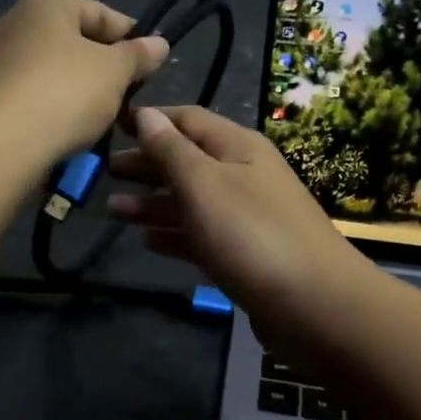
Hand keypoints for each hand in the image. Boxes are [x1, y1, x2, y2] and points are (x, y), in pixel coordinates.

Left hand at [0, 0, 168, 164]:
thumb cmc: (62, 94)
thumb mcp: (114, 72)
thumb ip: (138, 55)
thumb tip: (158, 42)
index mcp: (45, 5)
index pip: (101, 13)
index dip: (132, 38)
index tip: (152, 67)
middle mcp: (12, 24)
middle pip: (72, 43)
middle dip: (103, 70)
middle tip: (128, 99)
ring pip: (50, 74)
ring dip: (77, 94)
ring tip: (100, 123)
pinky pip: (27, 99)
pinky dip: (49, 111)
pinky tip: (65, 135)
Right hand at [106, 106, 366, 334]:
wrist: (314, 305)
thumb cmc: (251, 233)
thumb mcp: (203, 183)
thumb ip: (171, 150)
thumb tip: (147, 114)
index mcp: (238, 147)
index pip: (188, 119)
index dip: (151, 119)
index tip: (114, 124)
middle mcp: (244, 175)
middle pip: (187, 160)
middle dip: (147, 163)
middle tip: (106, 171)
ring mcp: (246, 217)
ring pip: (191, 201)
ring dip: (153, 203)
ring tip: (114, 211)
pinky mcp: (245, 255)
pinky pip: (201, 235)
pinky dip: (174, 234)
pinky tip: (147, 241)